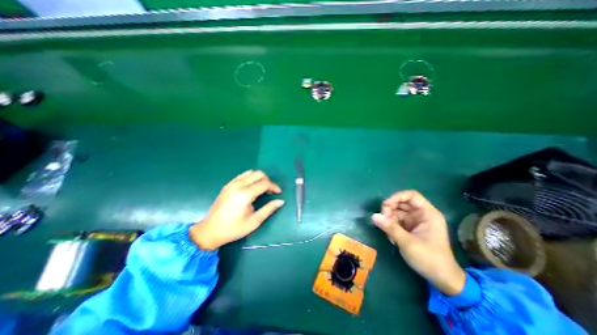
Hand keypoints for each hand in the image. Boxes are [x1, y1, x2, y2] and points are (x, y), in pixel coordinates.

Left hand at [190, 171, 285, 249]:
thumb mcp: (254, 221)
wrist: (209, 231)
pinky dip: (250, 178)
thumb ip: (268, 209)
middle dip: (267, 180)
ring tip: (262, 188)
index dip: (274, 186)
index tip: (278, 192)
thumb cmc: (233, 228)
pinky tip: (251, 188)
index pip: (265, 183)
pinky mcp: (227, 185)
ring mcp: (231, 184)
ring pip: (250, 172)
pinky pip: (242, 176)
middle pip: (258, 174)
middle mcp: (238, 185)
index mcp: (245, 194)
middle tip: (270, 190)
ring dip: (259, 178)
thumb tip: (280, 201)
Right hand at [372, 190, 465, 294]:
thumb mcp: (408, 242)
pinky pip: (397, 221)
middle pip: (401, 203)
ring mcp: (415, 222)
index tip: (386, 206)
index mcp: (427, 214)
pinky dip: (391, 226)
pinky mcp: (410, 229)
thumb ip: (390, 227)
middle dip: (390, 209)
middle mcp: (421, 215)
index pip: (411, 196)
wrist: (442, 279)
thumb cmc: (429, 259)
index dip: (397, 197)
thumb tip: (374, 216)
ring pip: (397, 212)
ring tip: (387, 231)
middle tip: (382, 219)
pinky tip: (391, 237)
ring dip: (389, 219)